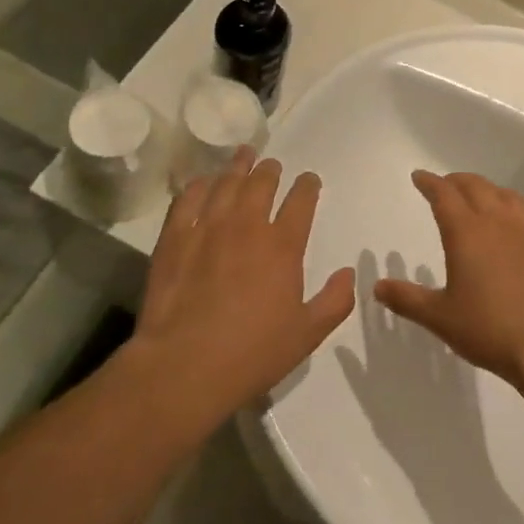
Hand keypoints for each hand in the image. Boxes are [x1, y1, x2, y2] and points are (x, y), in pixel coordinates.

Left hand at [132, 148, 353, 420]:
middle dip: (271, 171)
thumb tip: (349, 273)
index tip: (309, 180)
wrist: (184, 368)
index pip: (301, 201)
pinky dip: (198, 187)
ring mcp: (208, 229)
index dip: (308, 186)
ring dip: (238, 167)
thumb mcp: (307, 335)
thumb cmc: (252, 354)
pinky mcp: (174, 239)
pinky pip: (187, 201)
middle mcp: (247, 226)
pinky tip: (202, 183)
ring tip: (243, 155)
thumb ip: (335, 301)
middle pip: (262, 184)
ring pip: (226, 184)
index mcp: (283, 246)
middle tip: (272, 166)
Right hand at [376, 171, 523, 388]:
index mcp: (466, 232)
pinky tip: (517, 224)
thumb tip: (378, 286)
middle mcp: (496, 221)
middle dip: (456, 181)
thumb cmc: (487, 328)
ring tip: (479, 198)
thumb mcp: (439, 317)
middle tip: (445, 185)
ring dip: (487, 189)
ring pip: (505, 195)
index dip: (429, 182)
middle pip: (475, 186)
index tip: (419, 177)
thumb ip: (407, 299)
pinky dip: (517, 211)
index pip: (443, 194)